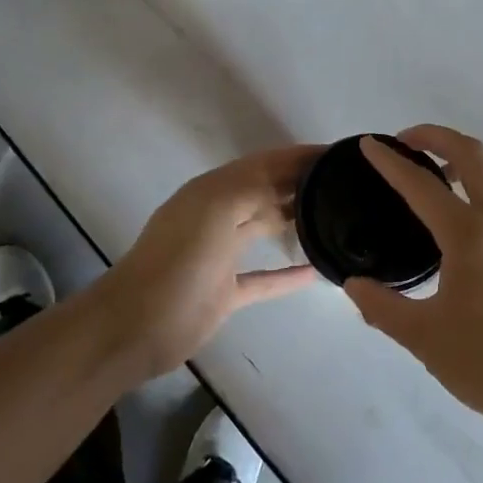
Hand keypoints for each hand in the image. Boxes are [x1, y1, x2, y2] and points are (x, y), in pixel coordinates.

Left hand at [79, 146, 319, 381]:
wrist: (136, 327)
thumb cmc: (178, 262)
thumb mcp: (215, 210)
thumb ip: (254, 186)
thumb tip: (294, 174)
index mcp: (213, 191)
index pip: (264, 163)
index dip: (298, 156)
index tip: (338, 155)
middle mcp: (218, 215)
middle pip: (266, 191)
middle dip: (300, 184)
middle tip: (346, 185)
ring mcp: (221, 254)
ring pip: (264, 228)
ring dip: (295, 220)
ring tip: (337, 218)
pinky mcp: (225, 291)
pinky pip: (264, 277)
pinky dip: (288, 274)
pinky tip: (316, 273)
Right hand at [344, 125, 482, 437]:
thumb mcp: (422, 337)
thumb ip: (382, 306)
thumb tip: (353, 285)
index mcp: (469, 235)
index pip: (422, 185)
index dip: (391, 162)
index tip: (368, 145)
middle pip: (473, 155)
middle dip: (437, 137)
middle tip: (406, 141)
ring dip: (474, 155)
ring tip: (445, 168)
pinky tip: (472, 209)